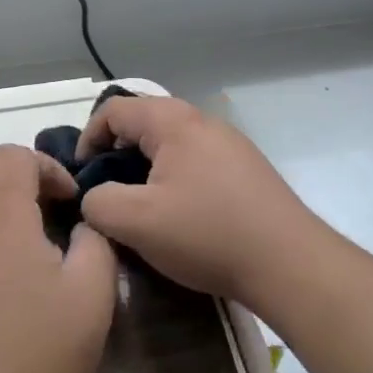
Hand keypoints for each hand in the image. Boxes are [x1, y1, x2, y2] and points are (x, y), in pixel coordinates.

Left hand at [0, 145, 117, 372]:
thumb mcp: (93, 296)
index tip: (70, 202)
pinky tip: (6, 270)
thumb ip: (95, 242)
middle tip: (48, 208)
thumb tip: (79, 226)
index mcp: (1, 220)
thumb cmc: (39, 355)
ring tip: (29, 236)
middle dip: (18, 173)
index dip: (48, 166)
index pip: (12, 155)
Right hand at [77, 94, 331, 317]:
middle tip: (109, 193)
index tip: (83, 178)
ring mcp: (230, 143)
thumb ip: (98, 204)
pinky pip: (197, 160)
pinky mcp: (247, 168)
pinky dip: (176, 178)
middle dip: (118, 154)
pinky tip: (182, 215)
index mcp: (173, 121)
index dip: (88, 139)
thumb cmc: (206, 233)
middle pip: (144, 122)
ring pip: (172, 143)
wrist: (289, 262)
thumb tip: (94, 197)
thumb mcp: (136, 222)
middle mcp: (202, 120)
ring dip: (148, 168)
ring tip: (143, 207)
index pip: (114, 110)